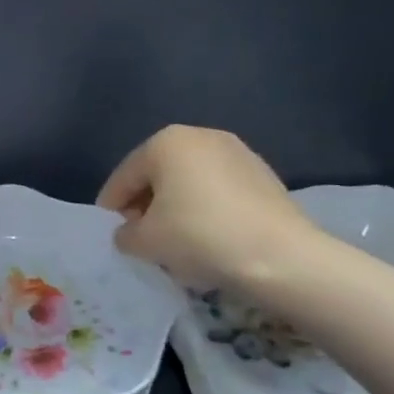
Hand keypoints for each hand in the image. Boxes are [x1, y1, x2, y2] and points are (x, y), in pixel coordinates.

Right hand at [97, 125, 320, 289]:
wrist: (282, 257)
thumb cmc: (199, 236)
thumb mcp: (144, 241)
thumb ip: (125, 233)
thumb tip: (131, 232)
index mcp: (165, 142)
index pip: (124, 176)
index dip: (112, 206)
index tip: (110, 231)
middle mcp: (200, 136)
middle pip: (158, 174)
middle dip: (146, 204)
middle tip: (141, 236)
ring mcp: (238, 152)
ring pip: (190, 182)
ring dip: (176, 206)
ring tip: (175, 240)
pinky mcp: (264, 175)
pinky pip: (219, 191)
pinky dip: (206, 209)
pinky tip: (208, 237)